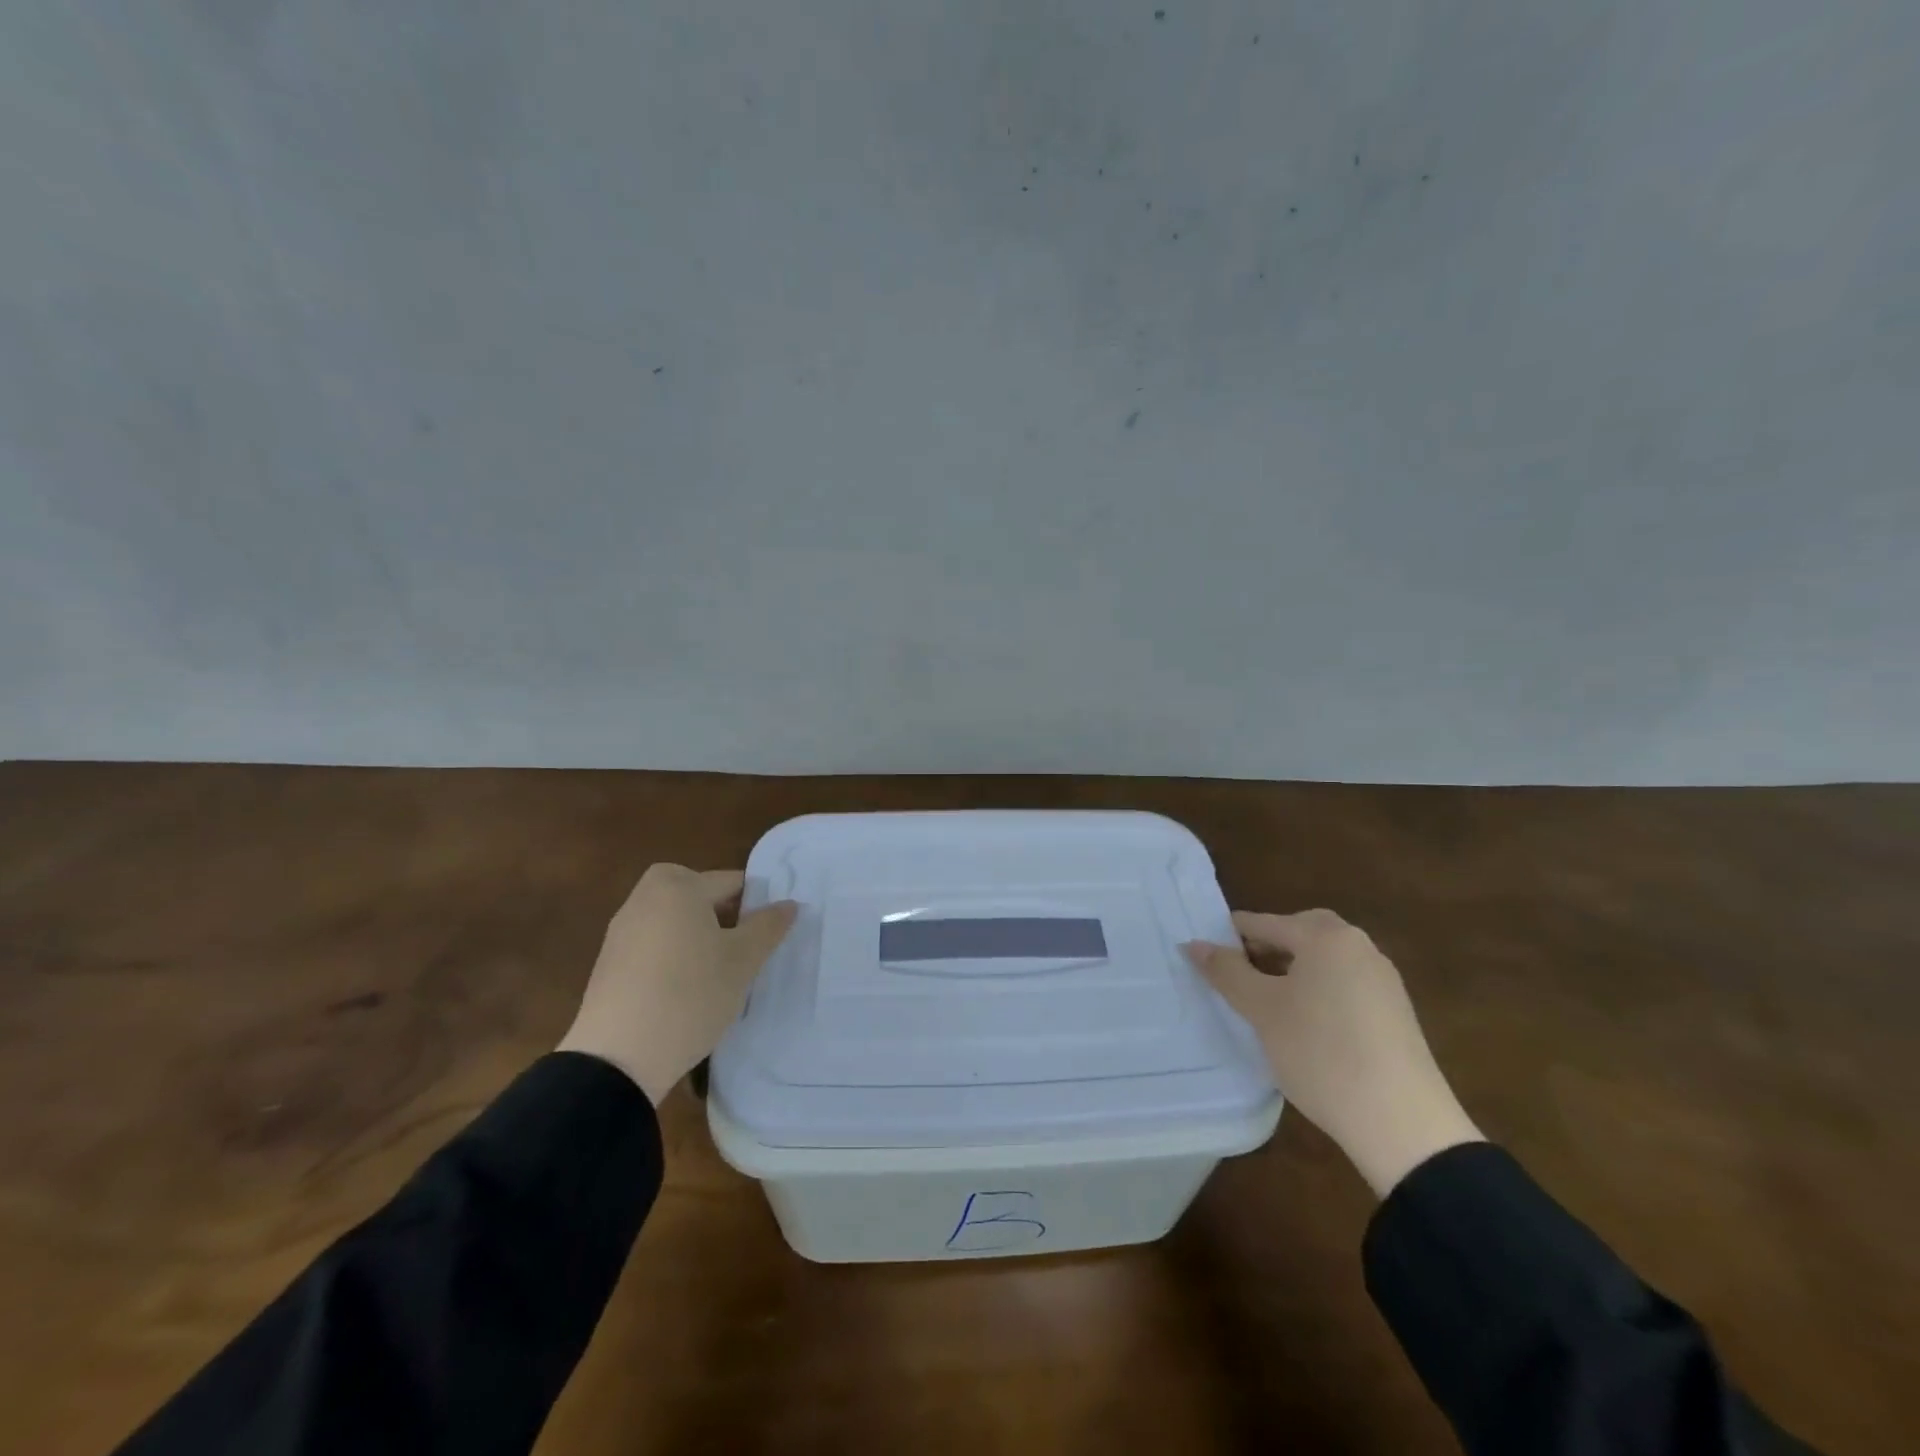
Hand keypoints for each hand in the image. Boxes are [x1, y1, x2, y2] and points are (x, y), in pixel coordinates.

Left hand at [558, 864, 796, 1105]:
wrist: (619, 1057)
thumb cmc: (691, 995)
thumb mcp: (743, 961)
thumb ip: (768, 926)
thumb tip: (789, 904)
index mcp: (678, 887)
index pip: (731, 882)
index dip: (757, 904)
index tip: (770, 934)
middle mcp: (644, 898)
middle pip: (696, 894)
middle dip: (722, 913)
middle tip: (743, 945)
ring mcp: (621, 931)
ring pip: (673, 919)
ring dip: (696, 934)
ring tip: (717, 971)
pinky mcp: (608, 963)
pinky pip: (652, 943)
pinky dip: (672, 954)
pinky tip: (684, 990)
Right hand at [1186, 909, 1481, 1196]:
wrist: (1402, 1123)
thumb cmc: (1321, 1053)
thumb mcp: (1262, 1010)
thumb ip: (1226, 972)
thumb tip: (1193, 944)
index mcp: (1326, 937)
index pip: (1265, 922)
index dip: (1231, 937)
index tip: (1205, 956)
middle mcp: (1359, 946)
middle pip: (1302, 932)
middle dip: (1268, 947)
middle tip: (1239, 973)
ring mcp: (1383, 980)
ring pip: (1325, 960)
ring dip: (1293, 970)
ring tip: (1267, 1002)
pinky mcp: (1395, 1013)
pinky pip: (1345, 984)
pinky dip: (1319, 990)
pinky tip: (1305, 1024)